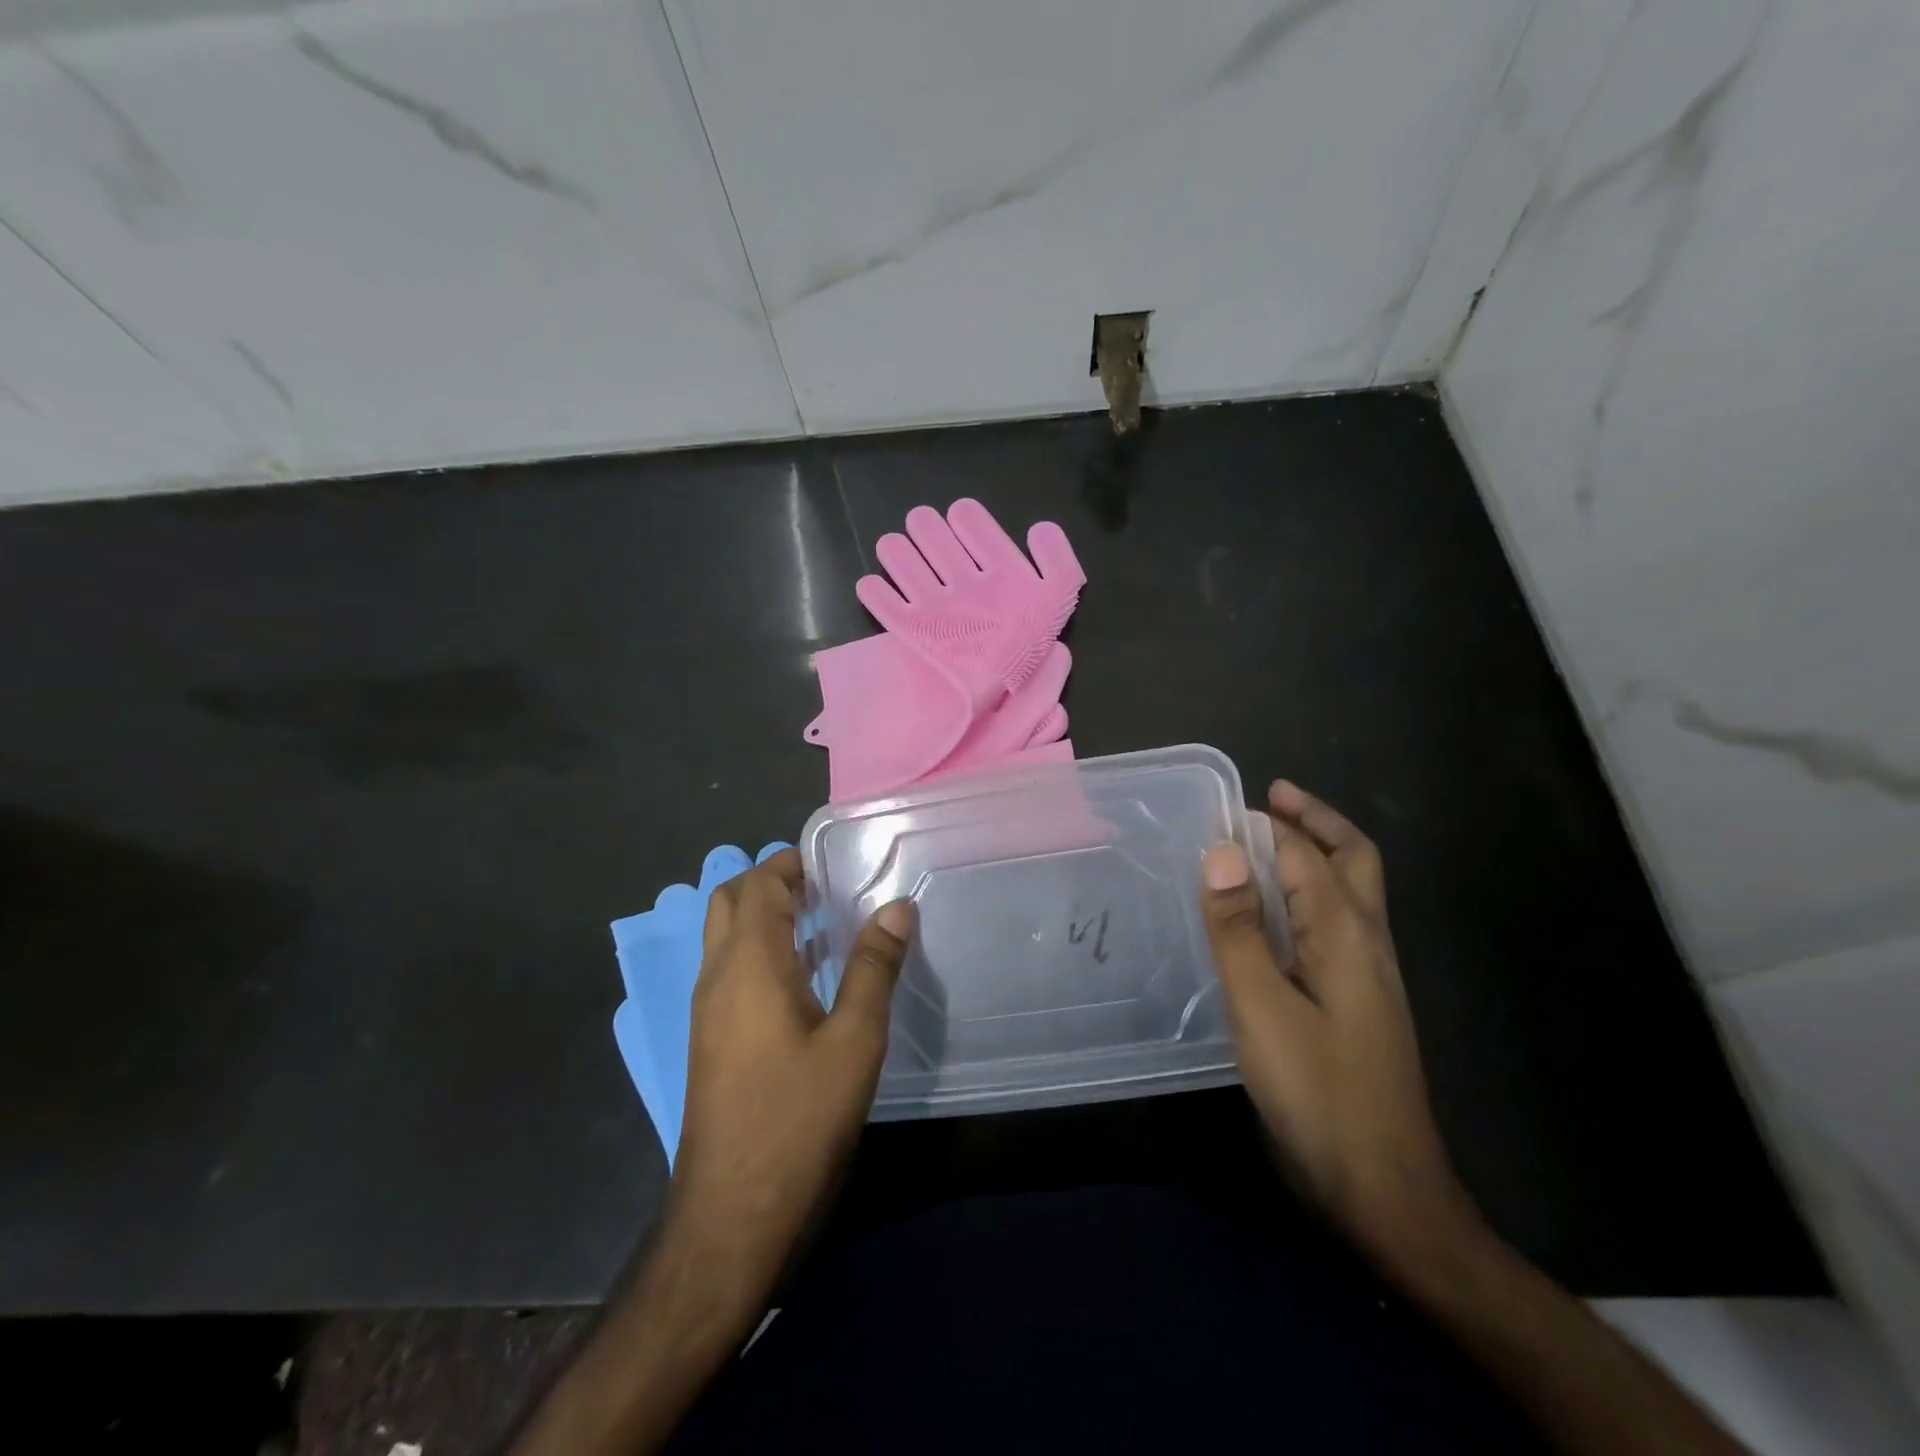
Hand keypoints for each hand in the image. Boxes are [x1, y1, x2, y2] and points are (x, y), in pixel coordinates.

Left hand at [667, 848, 913, 1297]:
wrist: (733, 1214)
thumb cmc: (798, 1119)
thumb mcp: (854, 1040)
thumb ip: (874, 967)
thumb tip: (898, 906)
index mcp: (749, 964)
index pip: (757, 884)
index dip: (791, 863)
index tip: (835, 862)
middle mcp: (718, 976)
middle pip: (731, 902)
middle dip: (773, 882)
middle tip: (827, 887)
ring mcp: (708, 1010)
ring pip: (728, 937)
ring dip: (767, 917)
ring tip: (826, 920)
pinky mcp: (712, 1039)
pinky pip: (732, 970)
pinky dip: (763, 952)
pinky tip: (808, 978)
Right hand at [1200, 781, 1480, 1277]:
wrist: (1383, 1190)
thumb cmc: (1318, 1095)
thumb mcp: (1263, 1009)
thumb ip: (1239, 929)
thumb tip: (1219, 851)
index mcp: (1349, 936)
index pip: (1306, 857)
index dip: (1267, 827)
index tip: (1222, 808)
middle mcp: (1369, 944)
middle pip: (1353, 861)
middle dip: (1316, 822)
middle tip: (1273, 797)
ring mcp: (1370, 976)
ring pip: (1350, 892)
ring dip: (1315, 854)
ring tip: (1267, 842)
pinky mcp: (1358, 1002)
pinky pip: (1337, 925)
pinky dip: (1310, 895)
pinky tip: (1277, 916)